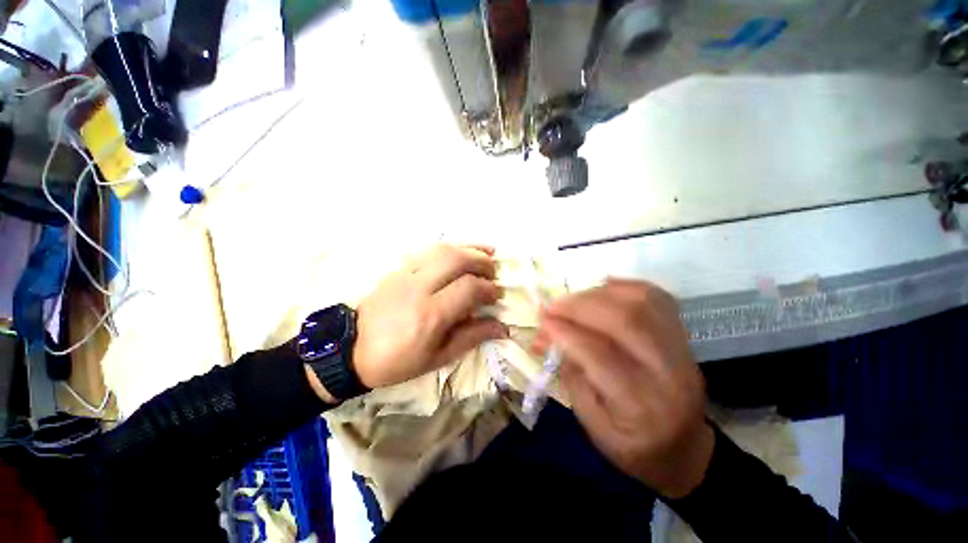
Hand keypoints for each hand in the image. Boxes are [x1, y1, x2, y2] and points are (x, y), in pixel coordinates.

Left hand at [351, 245, 507, 388]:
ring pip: (443, 249)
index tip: (497, 295)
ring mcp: (406, 274)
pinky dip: (451, 249)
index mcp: (431, 314)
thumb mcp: (438, 357)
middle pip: (458, 259)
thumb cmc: (398, 360)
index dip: (489, 289)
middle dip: (483, 262)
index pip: (469, 288)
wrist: (351, 349)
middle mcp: (419, 287)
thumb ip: (471, 337)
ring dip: (469, 249)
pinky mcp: (399, 269)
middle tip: (494, 272)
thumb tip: (502, 327)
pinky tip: (462, 253)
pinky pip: (429, 251)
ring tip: (486, 255)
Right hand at [534, 278, 713, 498]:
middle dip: (579, 306)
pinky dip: (624, 287)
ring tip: (572, 300)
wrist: (685, 449)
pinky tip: (601, 290)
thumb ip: (570, 375)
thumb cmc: (633, 447)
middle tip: (552, 307)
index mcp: (642, 407)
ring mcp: (682, 350)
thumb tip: (547, 336)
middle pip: (625, 320)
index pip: (600, 354)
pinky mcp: (684, 336)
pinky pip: (656, 297)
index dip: (566, 332)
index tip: (542, 321)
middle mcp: (669, 373)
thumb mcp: (592, 425)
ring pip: (642, 302)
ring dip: (598, 293)